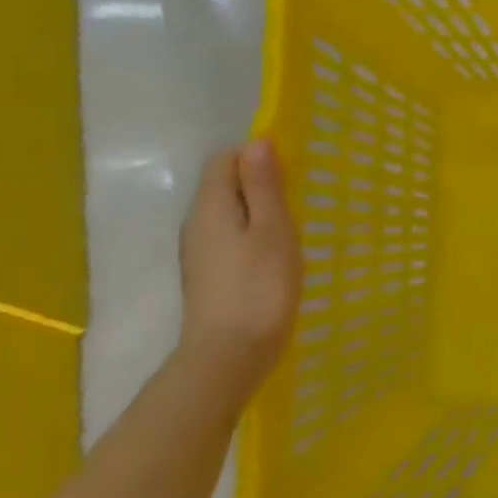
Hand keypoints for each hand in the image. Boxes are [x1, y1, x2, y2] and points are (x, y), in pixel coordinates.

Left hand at [177, 140, 299, 388]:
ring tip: (294, 230)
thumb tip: (256, 142)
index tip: (292, 172)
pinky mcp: (209, 276)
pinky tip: (277, 258)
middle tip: (300, 201)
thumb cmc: (259, 287)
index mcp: (211, 207)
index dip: (256, 156)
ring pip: (229, 214)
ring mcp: (200, 253)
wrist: (229, 356)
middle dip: (261, 184)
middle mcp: (197, 224)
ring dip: (259, 212)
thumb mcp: (272, 229)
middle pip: (224, 185)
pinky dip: (254, 237)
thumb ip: (263, 186)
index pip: (225, 159)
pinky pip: (230, 239)